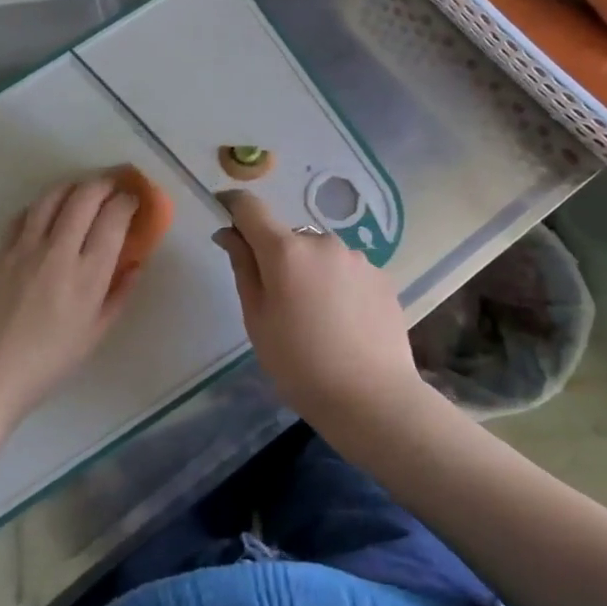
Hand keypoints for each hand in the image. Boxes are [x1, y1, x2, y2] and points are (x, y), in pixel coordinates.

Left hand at [0, 173, 141, 428]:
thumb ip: (119, 294)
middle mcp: (59, 251)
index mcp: (89, 275)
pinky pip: (25, 215)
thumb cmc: (50, 361)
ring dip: (72, 185)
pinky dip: (42, 205)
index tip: (133, 200)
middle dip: (103, 183)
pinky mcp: (1, 250)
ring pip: (52, 197)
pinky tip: (48, 210)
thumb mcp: (95, 334)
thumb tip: (136, 264)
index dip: (127, 201)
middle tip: (112, 185)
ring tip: (82, 188)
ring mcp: (26, 247)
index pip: (113, 219)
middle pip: (84, 197)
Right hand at [213, 190, 424, 430]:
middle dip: (277, 257)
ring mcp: (357, 257)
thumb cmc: (300, 364)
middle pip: (288, 237)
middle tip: (279, 303)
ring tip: (317, 318)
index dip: (233, 206)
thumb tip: (228, 233)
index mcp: (285, 250)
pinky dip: (338, 285)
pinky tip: (344, 323)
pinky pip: (347, 270)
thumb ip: (243, 267)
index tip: (224, 216)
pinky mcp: (382, 275)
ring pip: (320, 254)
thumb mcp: (257, 320)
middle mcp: (322, 241)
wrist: (372, 398)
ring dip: (310, 272)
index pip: (250, 207)